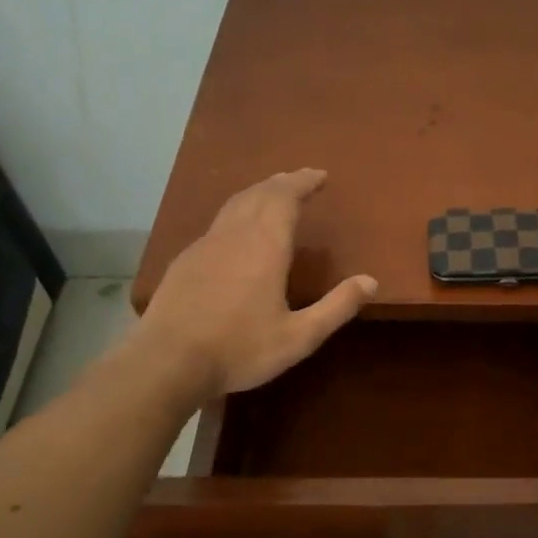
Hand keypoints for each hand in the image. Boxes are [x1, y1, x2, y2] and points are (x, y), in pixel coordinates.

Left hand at [134, 168, 376, 397]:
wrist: (166, 362)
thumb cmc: (239, 349)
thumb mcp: (299, 336)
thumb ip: (336, 307)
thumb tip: (370, 281)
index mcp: (264, 246)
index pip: (285, 198)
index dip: (303, 182)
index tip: (320, 175)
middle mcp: (234, 236)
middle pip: (258, 194)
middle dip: (282, 183)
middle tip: (301, 179)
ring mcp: (204, 246)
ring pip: (234, 205)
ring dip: (258, 193)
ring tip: (273, 195)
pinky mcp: (184, 261)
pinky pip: (217, 223)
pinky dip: (237, 213)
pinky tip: (238, 232)